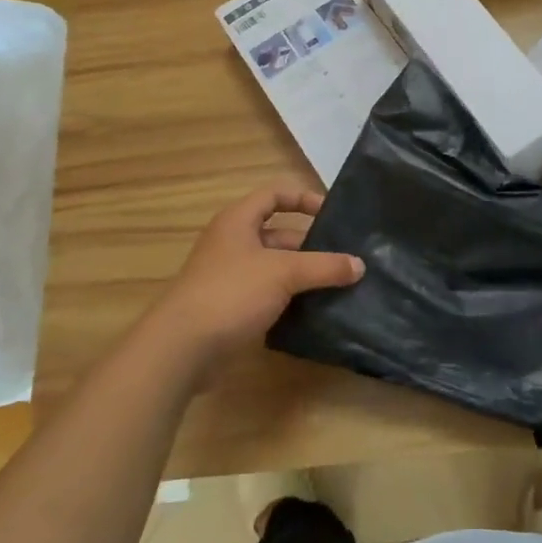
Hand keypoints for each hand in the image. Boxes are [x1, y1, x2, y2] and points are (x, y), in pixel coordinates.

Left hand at [137, 184, 363, 377]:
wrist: (182, 348)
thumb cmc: (231, 293)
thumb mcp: (284, 273)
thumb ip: (324, 266)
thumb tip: (359, 265)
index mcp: (238, 221)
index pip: (274, 194)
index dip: (304, 198)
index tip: (333, 214)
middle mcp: (232, 243)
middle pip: (279, 234)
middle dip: (311, 245)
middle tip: (345, 258)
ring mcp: (230, 277)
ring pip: (275, 268)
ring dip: (303, 275)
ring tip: (339, 285)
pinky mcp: (231, 308)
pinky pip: (267, 295)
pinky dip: (289, 300)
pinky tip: (314, 311)